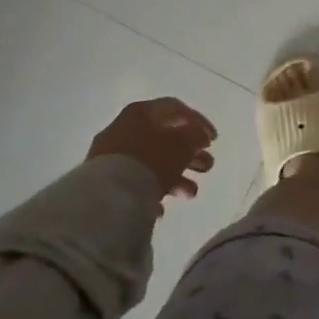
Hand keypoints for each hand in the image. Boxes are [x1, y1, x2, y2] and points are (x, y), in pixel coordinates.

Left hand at [87, 98, 216, 213]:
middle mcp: (124, 129)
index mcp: (141, 112)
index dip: (198, 122)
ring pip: (152, 163)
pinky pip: (135, 183)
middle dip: (190, 154)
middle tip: (208, 166)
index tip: (214, 140)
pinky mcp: (104, 183)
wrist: (105, 198)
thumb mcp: (181, 144)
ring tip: (191, 193)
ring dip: (176, 176)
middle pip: (164, 138)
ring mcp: (111, 156)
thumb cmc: (149, 160)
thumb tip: (199, 136)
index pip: (175, 109)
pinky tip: (161, 209)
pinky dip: (152, 192)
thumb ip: (195, 136)